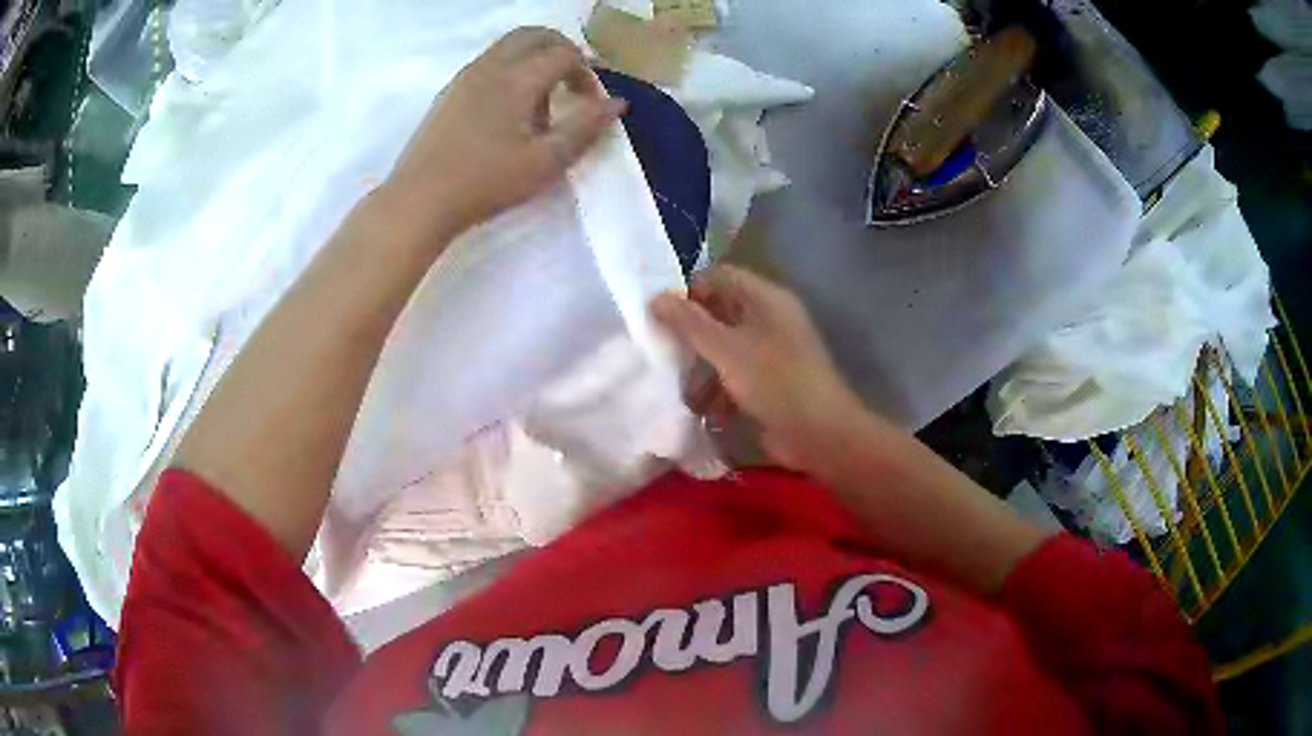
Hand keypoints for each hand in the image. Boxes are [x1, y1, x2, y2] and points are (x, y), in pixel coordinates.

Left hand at [377, 27, 626, 249]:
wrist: (419, 200)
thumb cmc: (486, 183)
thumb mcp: (546, 163)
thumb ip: (585, 128)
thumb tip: (617, 103)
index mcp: (517, 79)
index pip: (563, 54)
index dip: (586, 73)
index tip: (590, 103)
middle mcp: (491, 66)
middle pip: (534, 35)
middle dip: (561, 50)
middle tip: (573, 82)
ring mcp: (465, 76)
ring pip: (508, 45)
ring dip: (535, 57)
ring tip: (541, 98)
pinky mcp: (449, 91)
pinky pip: (489, 61)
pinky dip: (511, 67)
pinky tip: (509, 107)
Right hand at [650, 266, 861, 469]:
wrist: (820, 434)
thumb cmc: (774, 381)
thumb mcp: (726, 349)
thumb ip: (688, 323)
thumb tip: (654, 298)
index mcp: (765, 298)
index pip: (719, 277)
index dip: (688, 291)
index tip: (659, 316)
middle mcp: (769, 318)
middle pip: (720, 313)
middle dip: (690, 333)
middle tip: (659, 349)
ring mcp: (771, 352)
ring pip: (724, 348)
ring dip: (700, 367)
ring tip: (676, 386)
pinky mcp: (770, 382)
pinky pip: (735, 375)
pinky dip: (717, 389)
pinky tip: (700, 409)